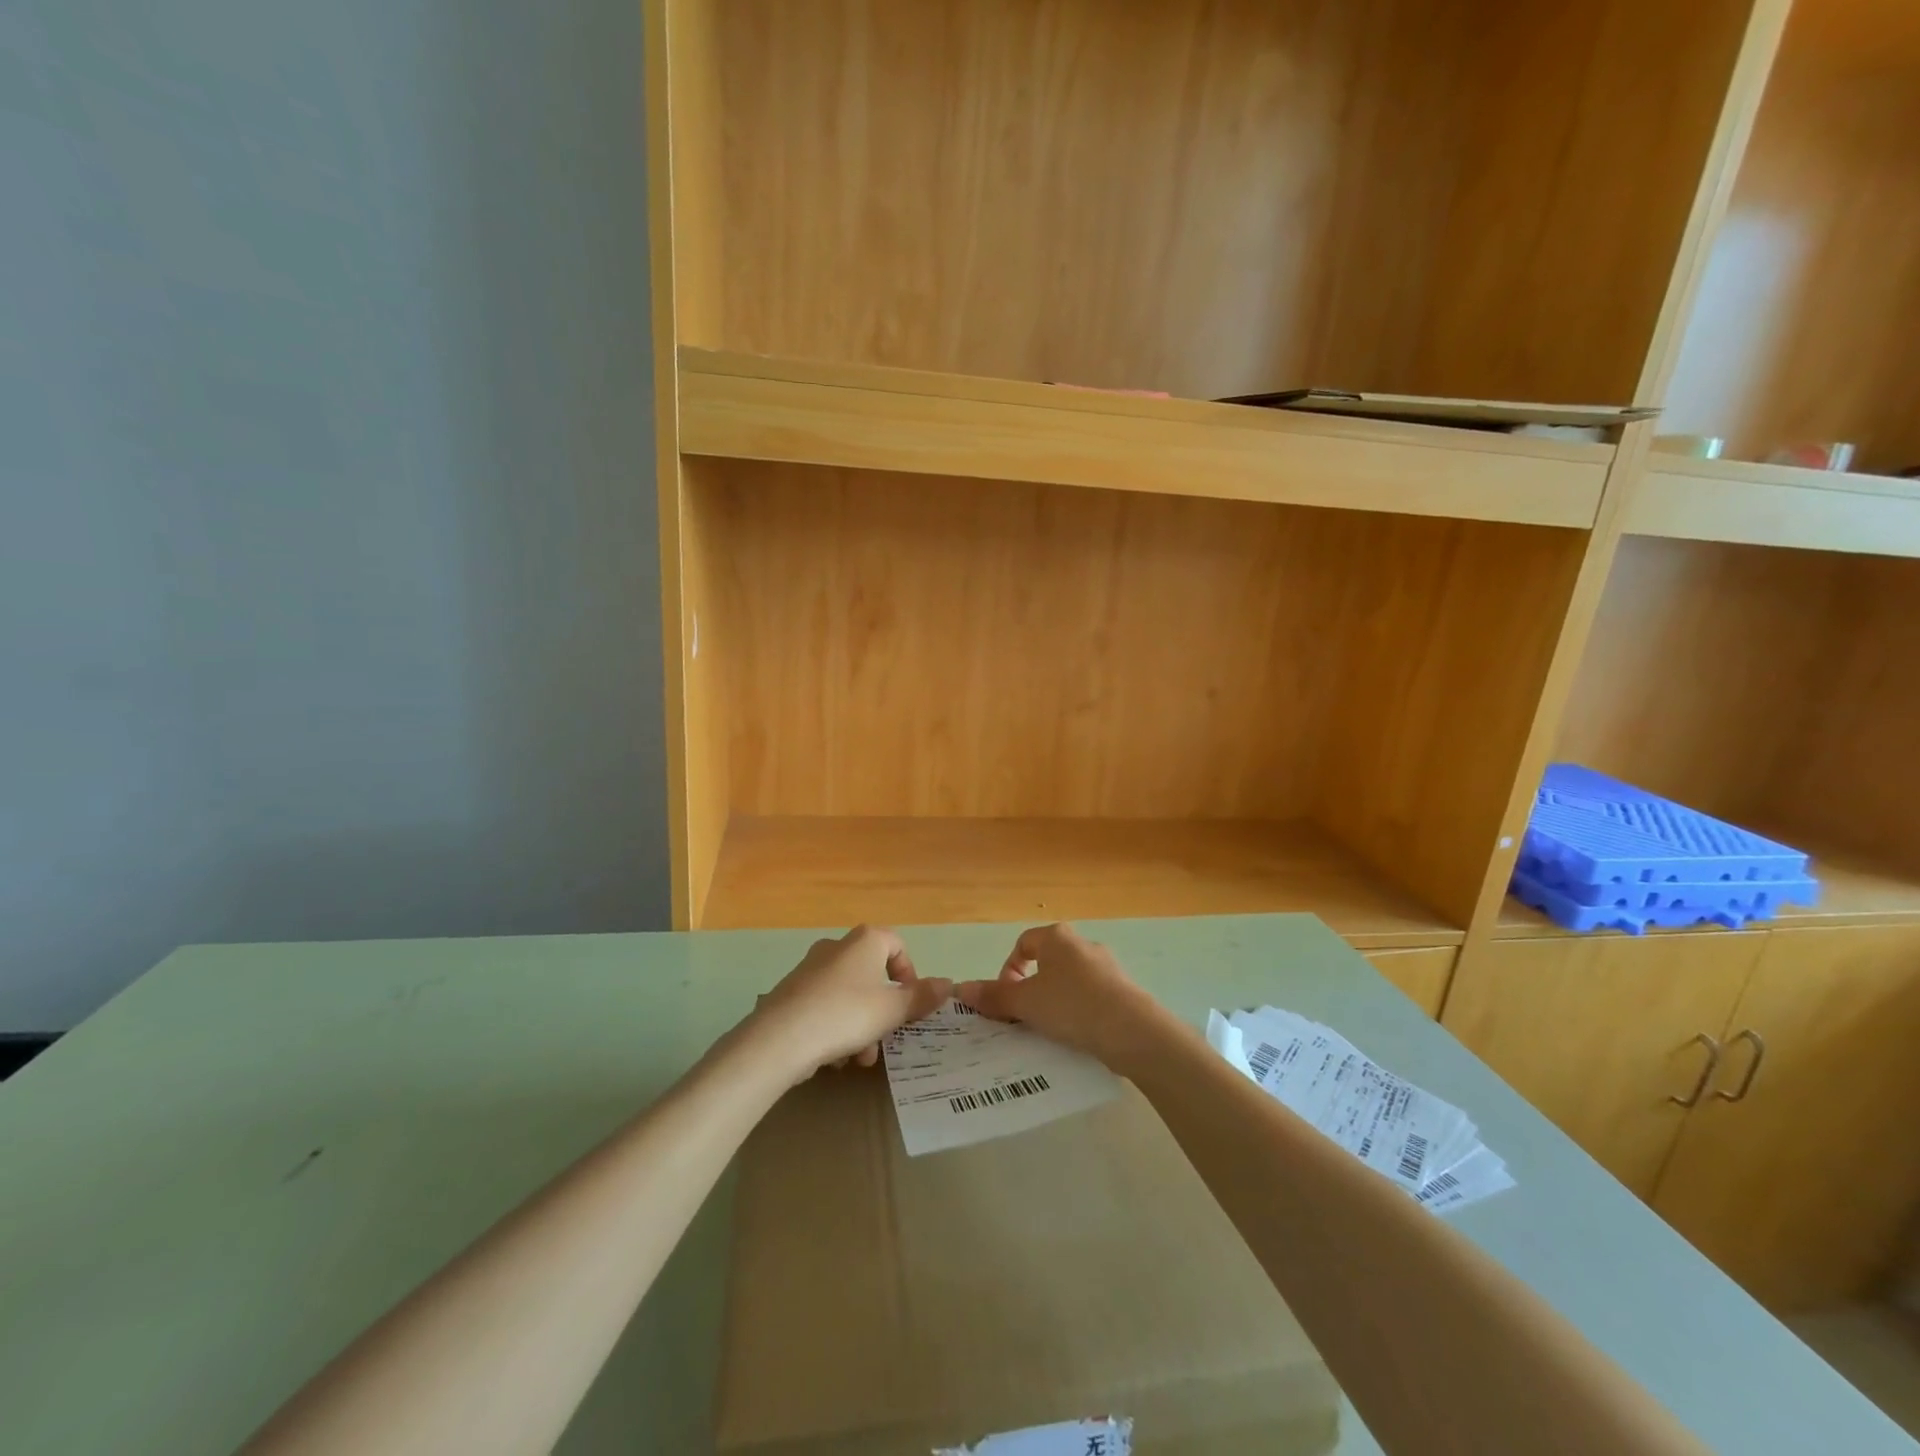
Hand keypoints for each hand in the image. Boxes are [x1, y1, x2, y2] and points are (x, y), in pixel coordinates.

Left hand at [751, 925, 951, 1080]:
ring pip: (849, 995)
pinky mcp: (791, 992)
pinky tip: (834, 1058)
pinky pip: (825, 1006)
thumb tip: (948, 983)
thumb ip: (921, 997)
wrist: (780, 1038)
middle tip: (885, 1038)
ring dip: (861, 1025)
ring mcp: (810, 968)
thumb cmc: (845, 1015)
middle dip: (883, 1010)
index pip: (897, 945)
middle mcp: (837, 946)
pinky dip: (836, 1028)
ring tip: (859, 1059)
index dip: (909, 975)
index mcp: (865, 941)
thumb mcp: (892, 1010)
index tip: (911, 1004)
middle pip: (872, 974)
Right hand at [954, 923, 1163, 1071]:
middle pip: (1047, 963)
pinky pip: (1091, 999)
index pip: (1023, 944)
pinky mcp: (1124, 992)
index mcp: (1057, 938)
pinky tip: (1076, 1037)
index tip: (1005, 999)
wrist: (1133, 1031)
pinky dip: (1078, 1014)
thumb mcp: (1026, 1002)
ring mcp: (1107, 968)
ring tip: (1048, 1031)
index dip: (1008, 970)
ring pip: (1069, 983)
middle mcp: (1083, 945)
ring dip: (1054, 1002)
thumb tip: (960, 988)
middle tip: (1023, 1017)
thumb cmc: (1072, 1006)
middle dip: (1031, 989)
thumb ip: (994, 996)